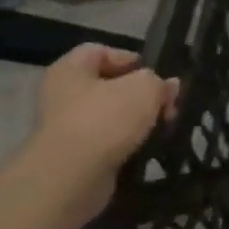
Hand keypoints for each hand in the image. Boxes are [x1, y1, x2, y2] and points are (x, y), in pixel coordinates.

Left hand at [29, 45, 177, 211]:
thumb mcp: (145, 88)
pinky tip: (146, 148)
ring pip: (110, 116)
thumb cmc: (106, 119)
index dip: (130, 59)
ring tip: (162, 128)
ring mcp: (65, 128)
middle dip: (141, 94)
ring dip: (137, 121)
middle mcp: (61, 95)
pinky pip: (107, 143)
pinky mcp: (74, 157)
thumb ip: (159, 82)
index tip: (156, 76)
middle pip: (109, 86)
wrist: (72, 178)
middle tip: (167, 106)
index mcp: (70, 70)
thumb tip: (167, 87)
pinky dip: (127, 144)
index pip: (100, 51)